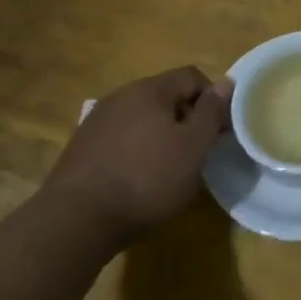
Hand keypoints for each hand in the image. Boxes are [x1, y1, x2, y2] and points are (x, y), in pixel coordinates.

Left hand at [41, 68, 232, 244]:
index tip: (217, 131)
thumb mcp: (194, 146)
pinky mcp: (78, 149)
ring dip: (158, 136)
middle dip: (184, 118)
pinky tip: (134, 180)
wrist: (74, 223)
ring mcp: (95, 122)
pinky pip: (119, 139)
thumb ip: (212, 111)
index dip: (211, 99)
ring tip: (165, 169)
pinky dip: (133, 152)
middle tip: (195, 151)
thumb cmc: (146, 179)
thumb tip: (226, 82)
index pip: (192, 76)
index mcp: (150, 89)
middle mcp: (121, 96)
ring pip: (140, 118)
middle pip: (164, 96)